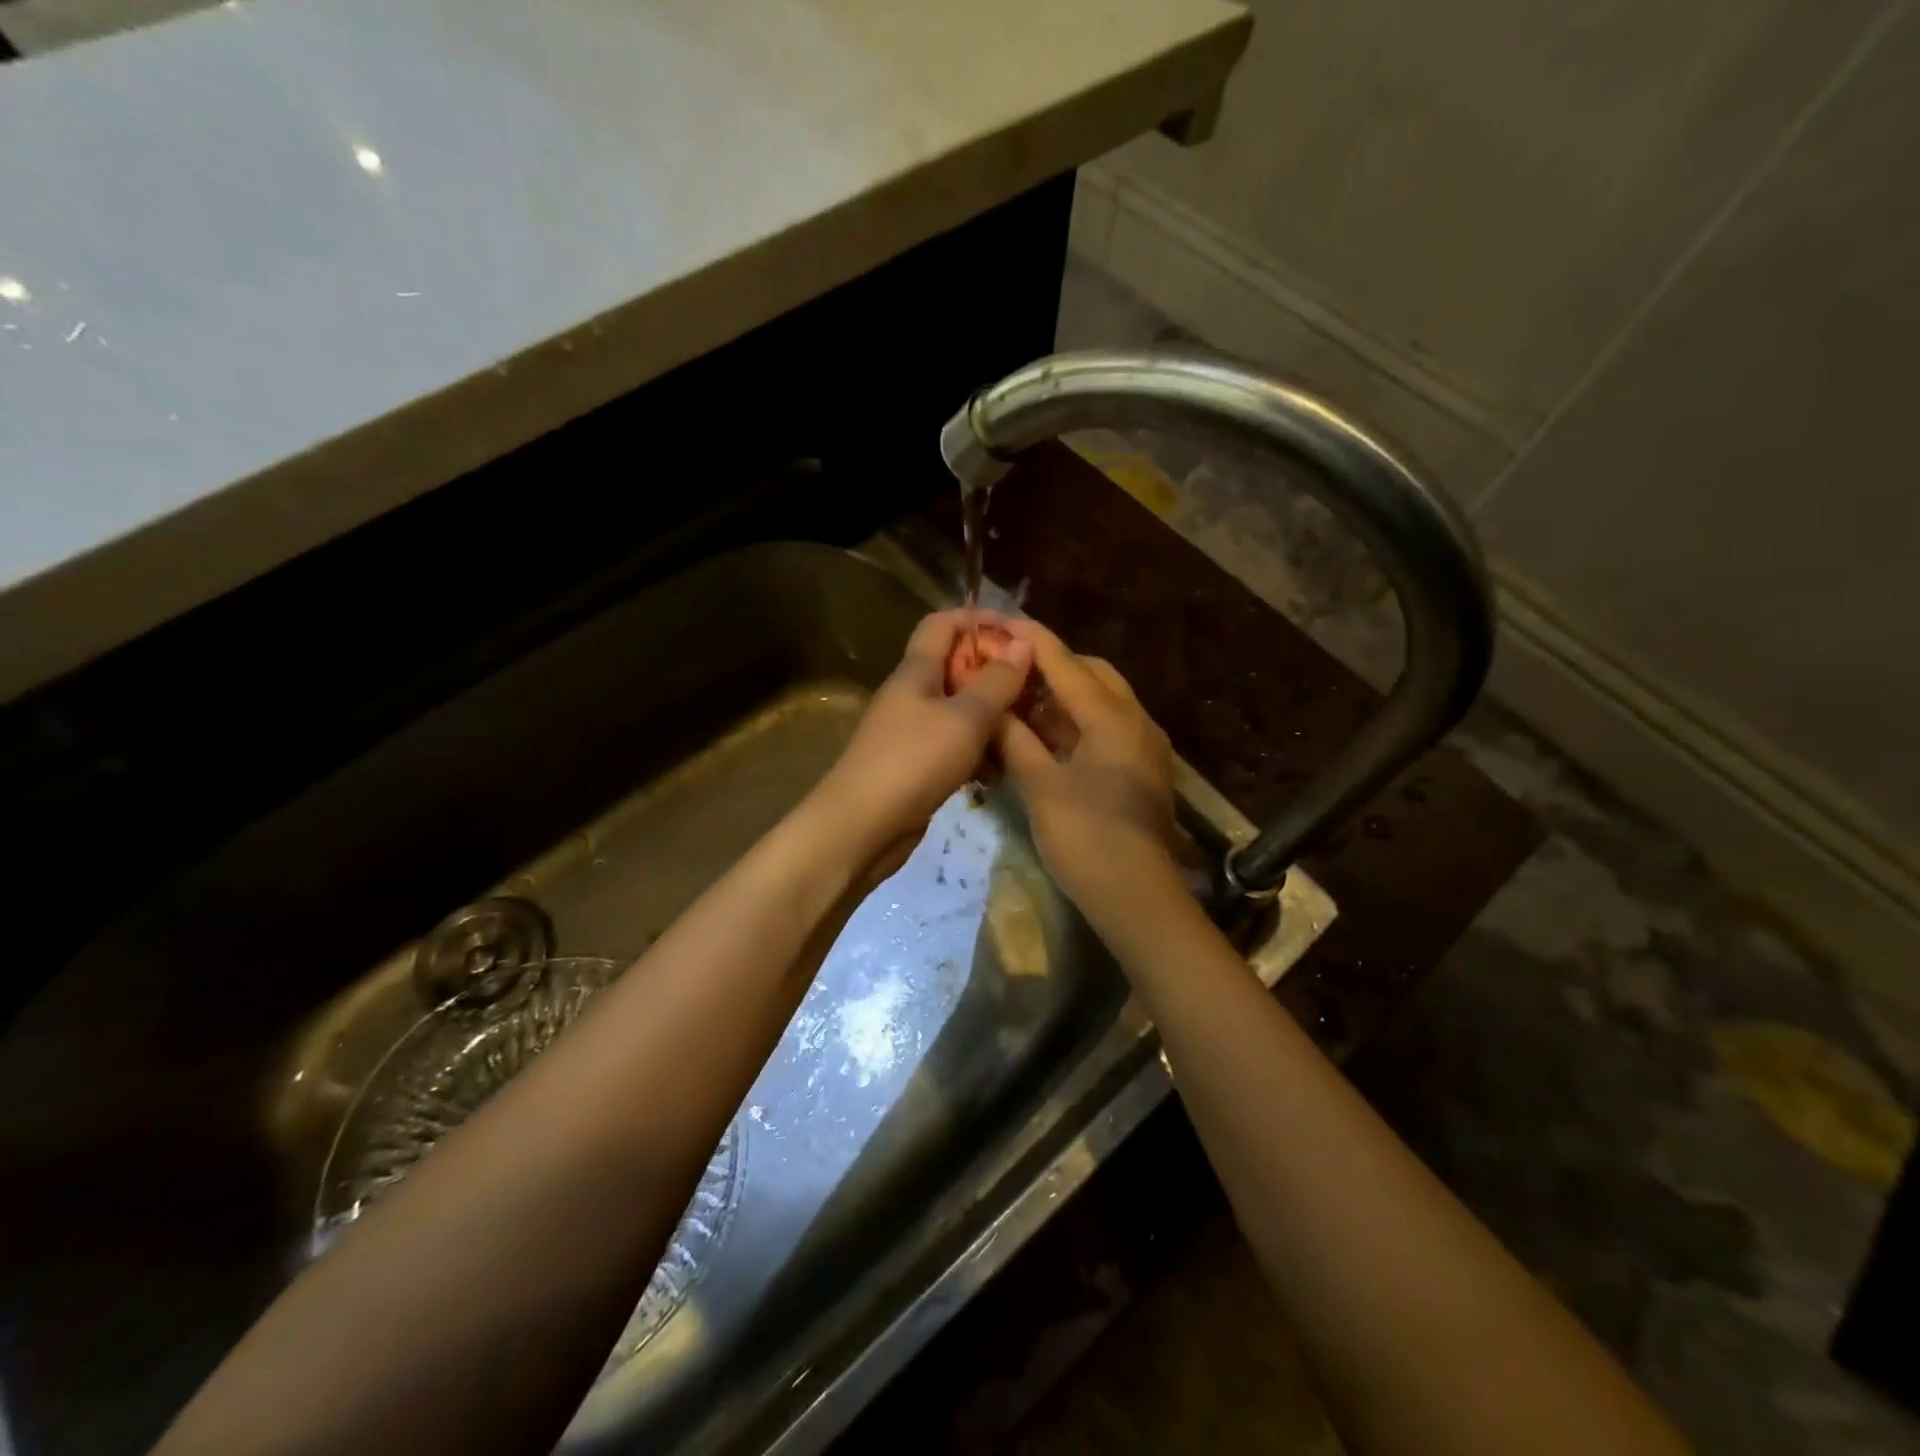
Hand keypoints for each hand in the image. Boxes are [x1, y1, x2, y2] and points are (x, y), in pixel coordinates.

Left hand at [814, 609, 1032, 870]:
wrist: (861, 827)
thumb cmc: (913, 761)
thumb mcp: (965, 718)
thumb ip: (996, 681)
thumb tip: (1023, 642)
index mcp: (916, 670)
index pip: (944, 623)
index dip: (980, 619)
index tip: (1021, 633)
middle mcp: (912, 694)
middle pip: (956, 666)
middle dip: (995, 671)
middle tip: (1035, 685)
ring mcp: (913, 731)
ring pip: (960, 709)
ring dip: (992, 715)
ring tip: (1028, 726)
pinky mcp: (918, 765)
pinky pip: (955, 745)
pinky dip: (979, 750)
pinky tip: (1001, 768)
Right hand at [992, 623, 1182, 924]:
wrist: (1138, 897)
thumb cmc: (1087, 838)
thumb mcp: (1041, 786)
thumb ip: (1015, 740)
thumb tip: (992, 708)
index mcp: (1112, 717)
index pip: (1066, 663)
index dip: (1032, 641)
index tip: (1000, 623)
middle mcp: (1135, 720)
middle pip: (1091, 674)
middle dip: (1050, 666)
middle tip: (1007, 670)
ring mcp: (1142, 745)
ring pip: (1100, 702)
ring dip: (1062, 696)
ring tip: (1018, 699)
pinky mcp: (1141, 768)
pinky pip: (1106, 728)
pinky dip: (1075, 723)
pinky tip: (1043, 735)